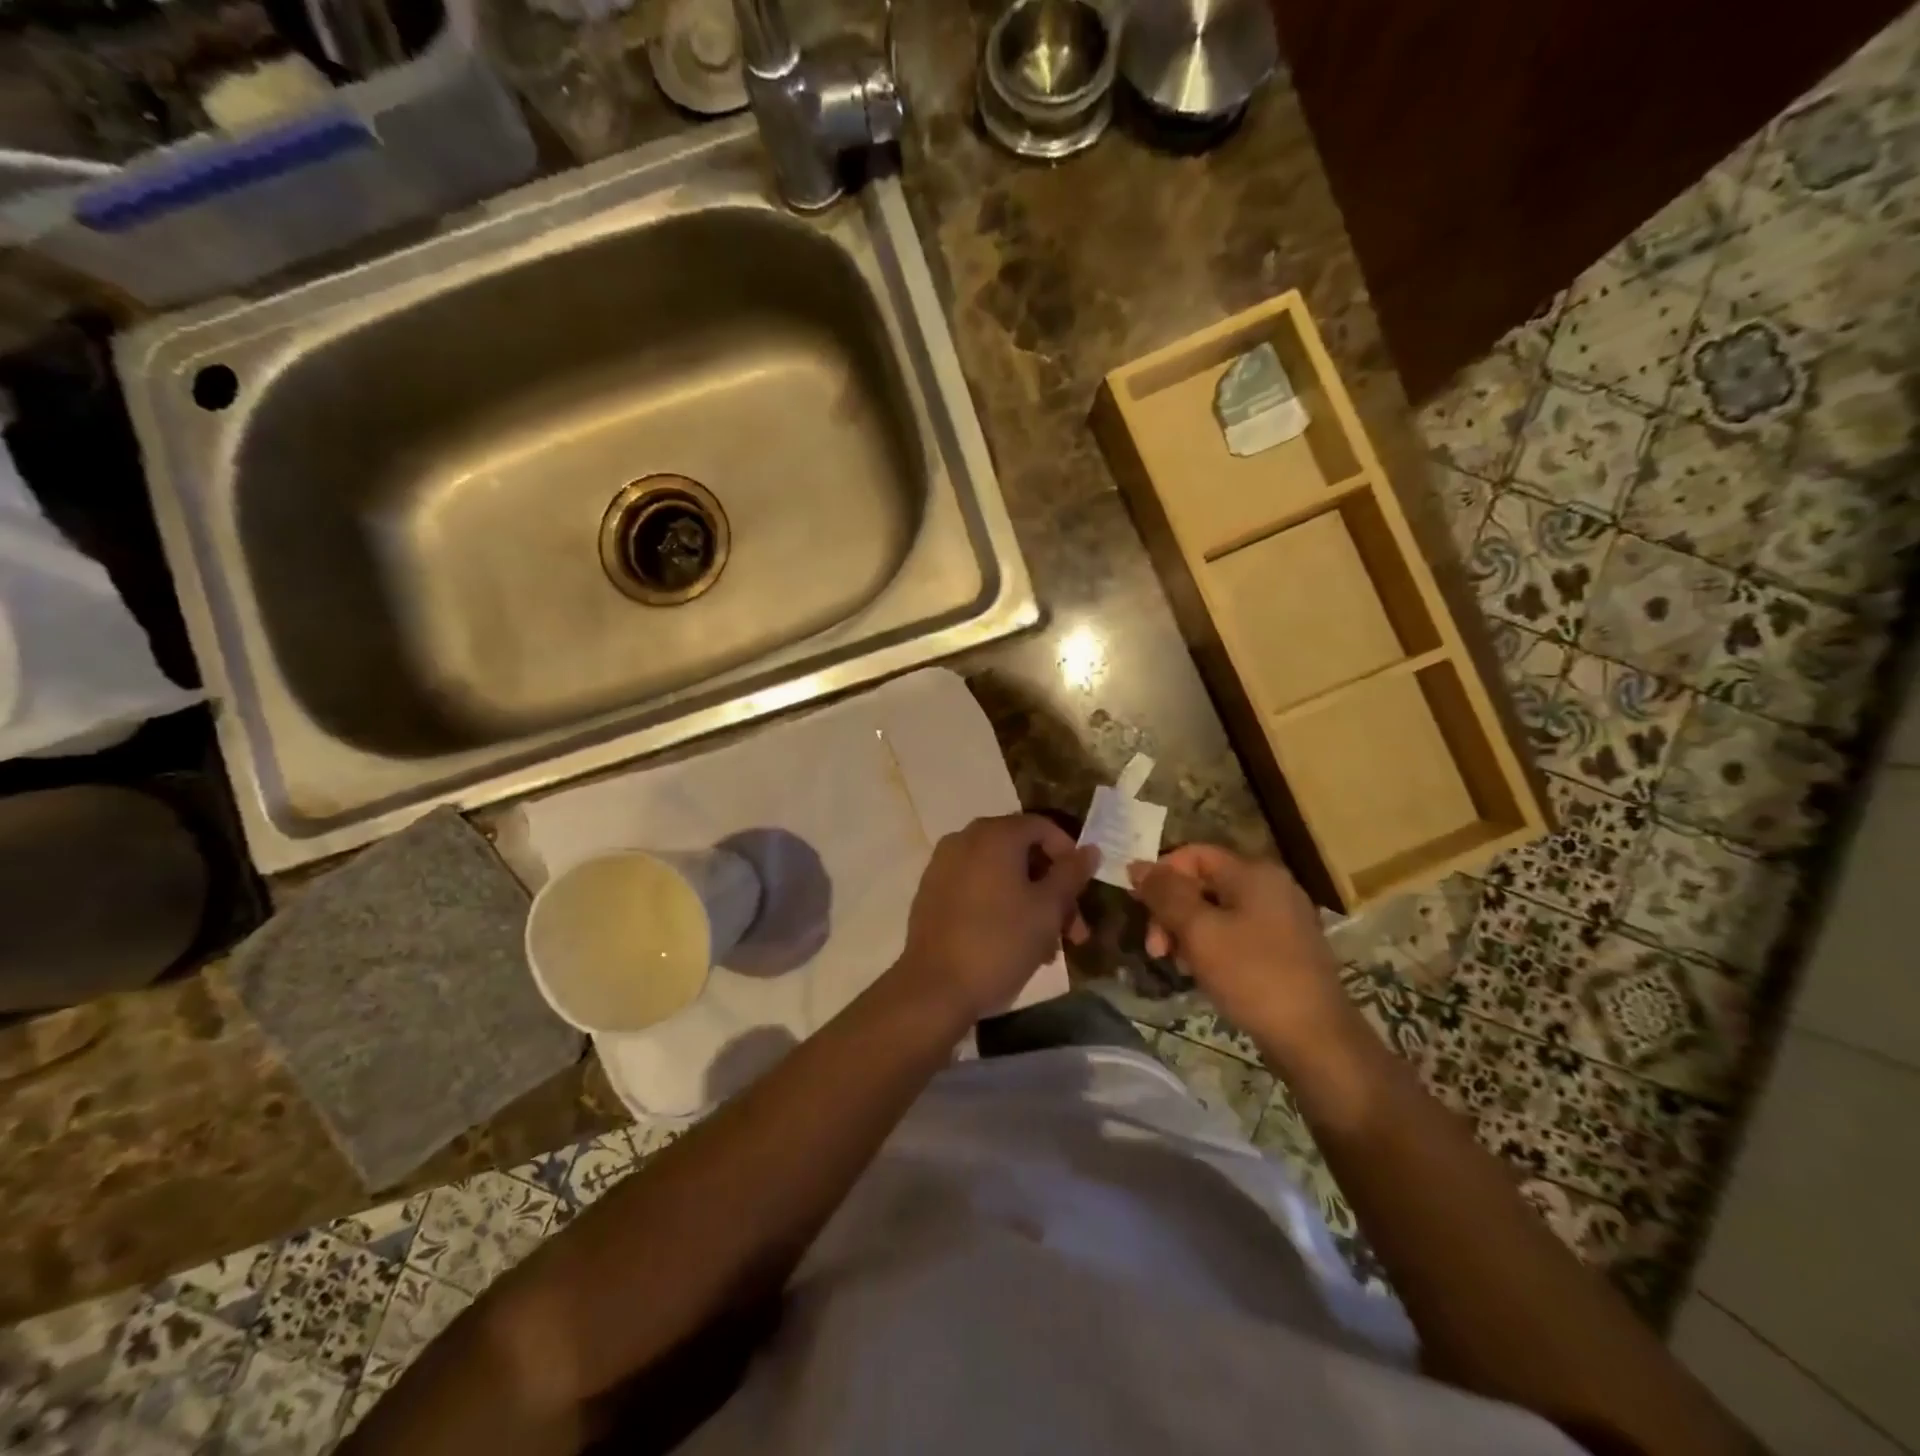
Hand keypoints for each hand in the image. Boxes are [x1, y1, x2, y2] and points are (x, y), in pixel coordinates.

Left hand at [899, 813, 1098, 1022]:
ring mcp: (943, 866)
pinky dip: (1000, 905)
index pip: (1043, 827)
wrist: (934, 988)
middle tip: (1073, 932)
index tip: (1082, 892)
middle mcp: (964, 839)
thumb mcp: (1047, 909)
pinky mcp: (931, 893)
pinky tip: (1014, 944)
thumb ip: (1071, 874)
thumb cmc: (1000, 943)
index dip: (1069, 855)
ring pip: (1000, 874)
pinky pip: (976, 888)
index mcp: (994, 835)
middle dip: (1052, 889)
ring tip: (1049, 950)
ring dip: (1030, 903)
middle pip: (1021, 852)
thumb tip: (1089, 849)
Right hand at [1127, 845, 1353, 1061]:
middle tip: (1156, 949)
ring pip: (1217, 911)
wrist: (1316, 1039)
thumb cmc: (1253, 976)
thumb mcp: (1198, 932)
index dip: (1161, 875)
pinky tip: (1203, 974)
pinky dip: (1212, 946)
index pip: (1193, 854)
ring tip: (1179, 966)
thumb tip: (1137, 865)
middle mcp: (1271, 886)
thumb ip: (1165, 894)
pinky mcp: (1286, 948)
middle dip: (1172, 911)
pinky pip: (1237, 933)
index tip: (1140, 910)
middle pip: (1203, 883)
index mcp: (1253, 872)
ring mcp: (1282, 918)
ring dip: (1188, 932)